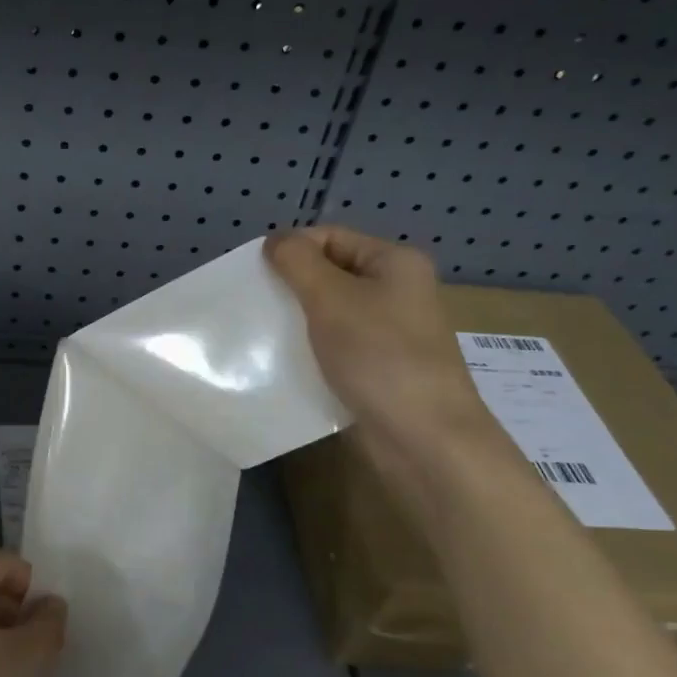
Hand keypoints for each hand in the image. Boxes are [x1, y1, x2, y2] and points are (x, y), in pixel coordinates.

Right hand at [266, 226, 493, 455]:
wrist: (423, 439)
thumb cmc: (379, 356)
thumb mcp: (331, 298)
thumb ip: (298, 262)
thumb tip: (276, 241)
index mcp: (395, 263)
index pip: (330, 237)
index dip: (291, 250)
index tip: (253, 276)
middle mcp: (396, 292)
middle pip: (329, 275)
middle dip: (289, 288)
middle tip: (252, 305)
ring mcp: (388, 334)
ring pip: (329, 315)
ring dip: (295, 322)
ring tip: (260, 335)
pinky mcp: (377, 370)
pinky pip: (334, 348)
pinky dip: (308, 351)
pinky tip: (281, 365)